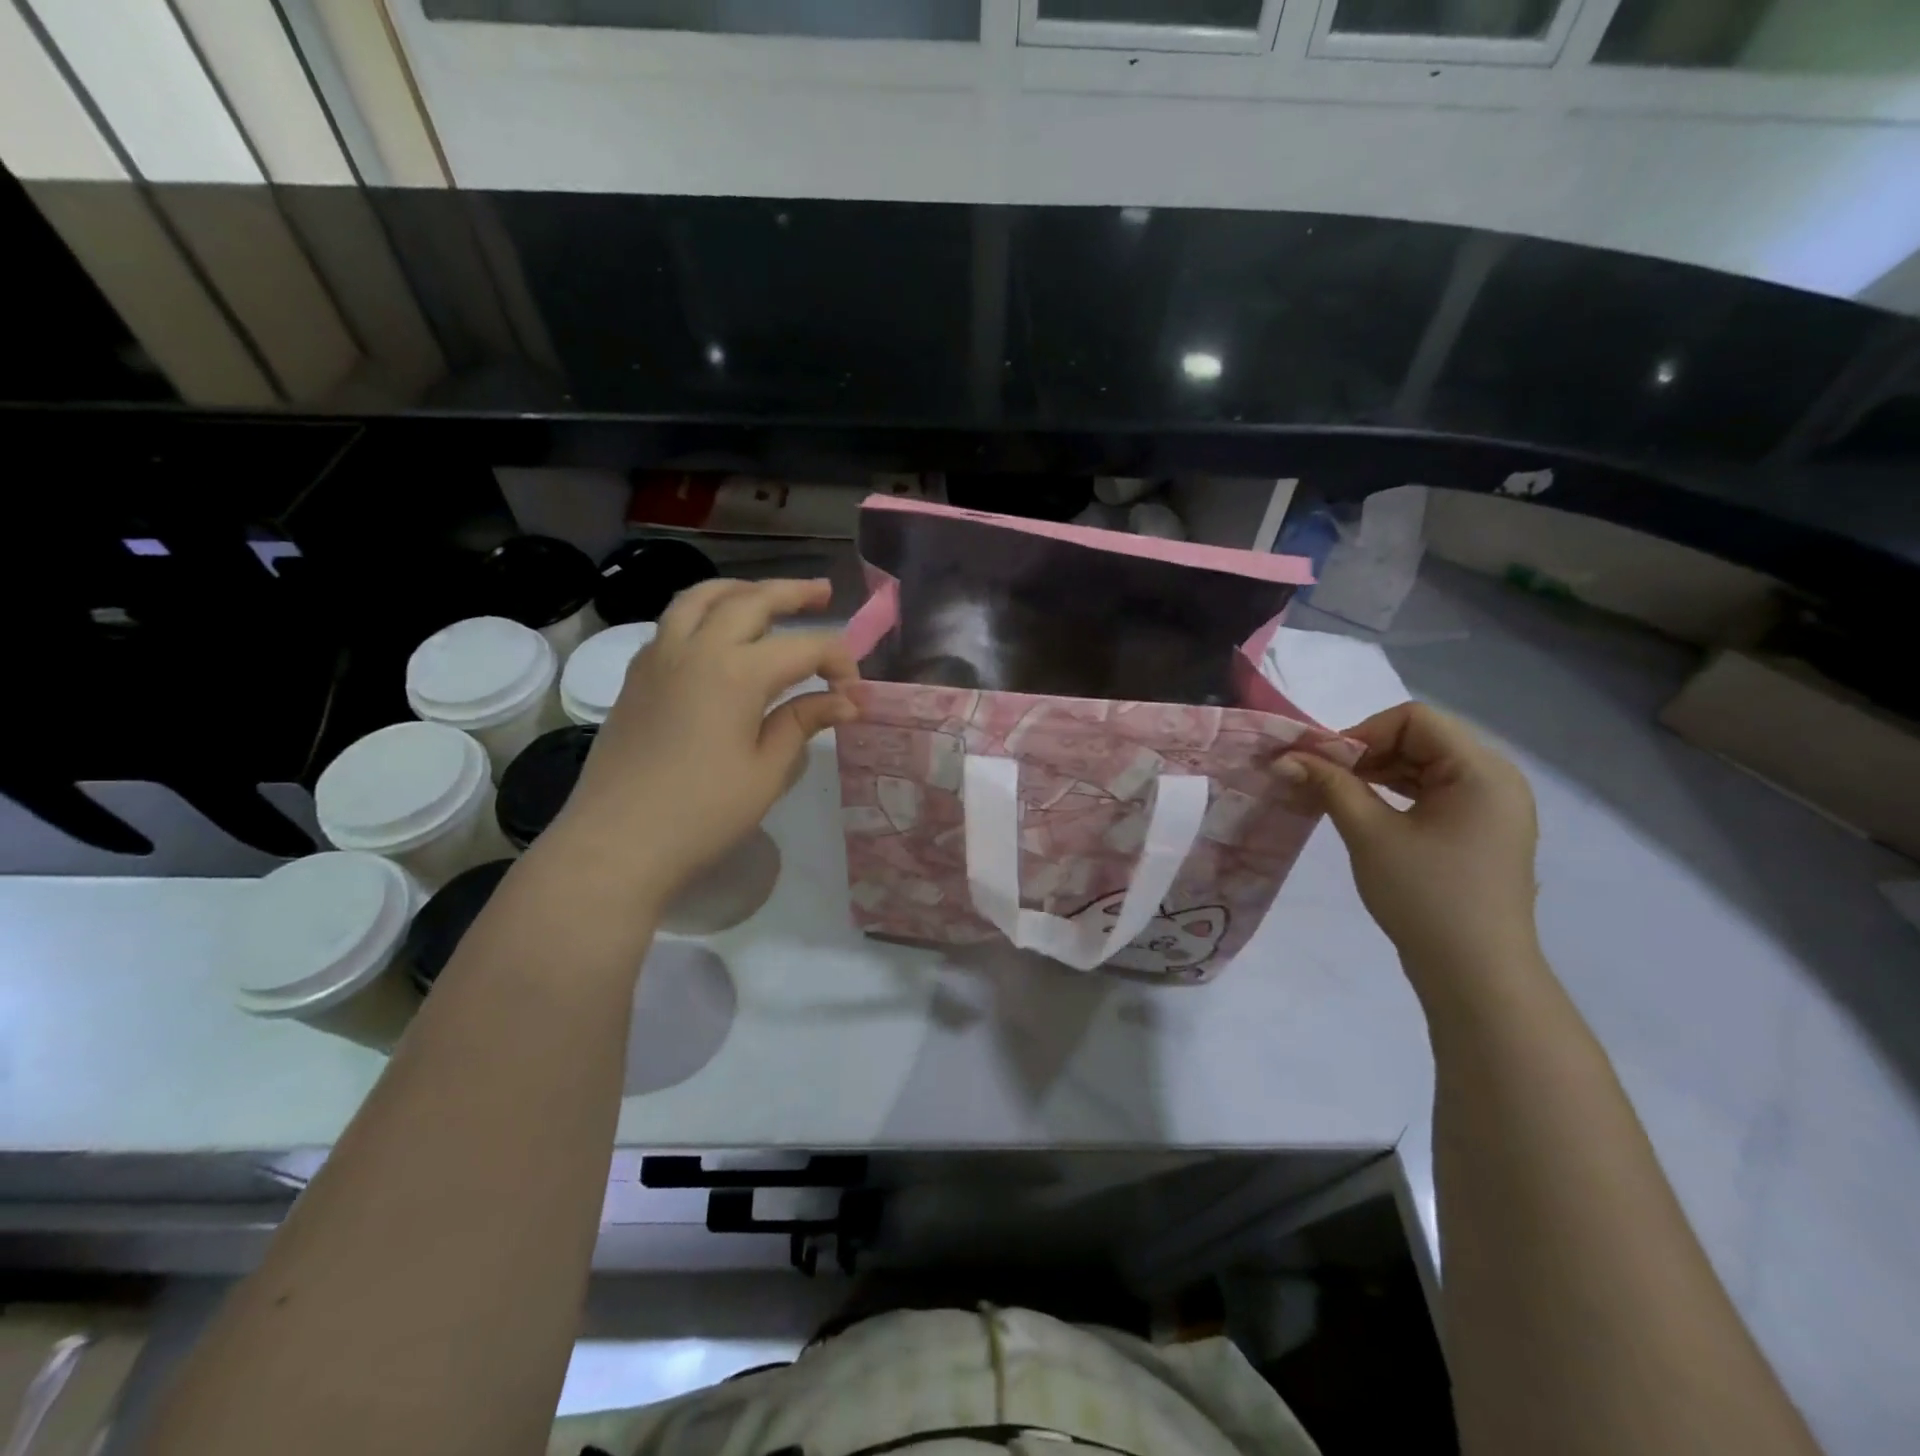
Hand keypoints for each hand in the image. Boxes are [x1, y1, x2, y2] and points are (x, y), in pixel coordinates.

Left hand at [550, 578, 857, 902]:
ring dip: (741, 589)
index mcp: (737, 672)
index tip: (854, 690)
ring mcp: (659, 657)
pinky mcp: (637, 675)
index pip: (804, 647)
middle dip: (793, 594)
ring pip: (702, 598)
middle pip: (752, 600)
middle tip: (823, 593)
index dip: (838, 661)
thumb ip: (803, 722)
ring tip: (765, 594)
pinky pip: (673, 621)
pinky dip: (703, 612)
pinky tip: (715, 633)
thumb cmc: (703, 813)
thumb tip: (845, 701)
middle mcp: (697, 648)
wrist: (617, 841)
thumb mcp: (767, 771)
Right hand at [1277, 703, 1539, 978]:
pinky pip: (1435, 792)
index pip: (1414, 719)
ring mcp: (1492, 806)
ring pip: (1425, 765)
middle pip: (1422, 738)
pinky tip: (1365, 809)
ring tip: (1336, 793)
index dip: (1362, 732)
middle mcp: (1496, 779)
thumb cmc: (1424, 896)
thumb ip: (1330, 785)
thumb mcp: (1370, 834)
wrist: (1475, 973)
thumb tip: (1285, 758)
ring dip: (1378, 772)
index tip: (1323, 763)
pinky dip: (1397, 793)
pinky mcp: (1481, 830)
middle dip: (1366, 752)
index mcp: (1481, 770)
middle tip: (1322, 778)